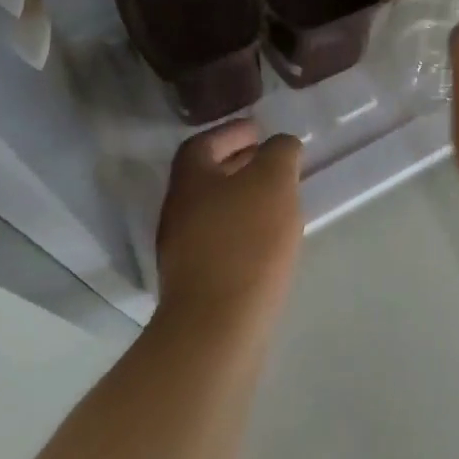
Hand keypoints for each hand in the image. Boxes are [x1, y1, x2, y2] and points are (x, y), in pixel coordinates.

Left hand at [156, 120, 303, 326]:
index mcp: (190, 180)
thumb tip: (280, 146)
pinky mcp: (195, 283)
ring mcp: (182, 250)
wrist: (217, 328)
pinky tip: (268, 239)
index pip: (203, 143)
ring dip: (242, 198)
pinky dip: (242, 228)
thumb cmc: (246, 241)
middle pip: (206, 177)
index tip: (258, 130)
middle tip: (270, 161)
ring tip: (276, 199)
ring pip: (213, 210)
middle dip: (238, 164)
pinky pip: (220, 240)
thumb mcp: (273, 181)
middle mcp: (178, 211)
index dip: (230, 132)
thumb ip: (279, 153)